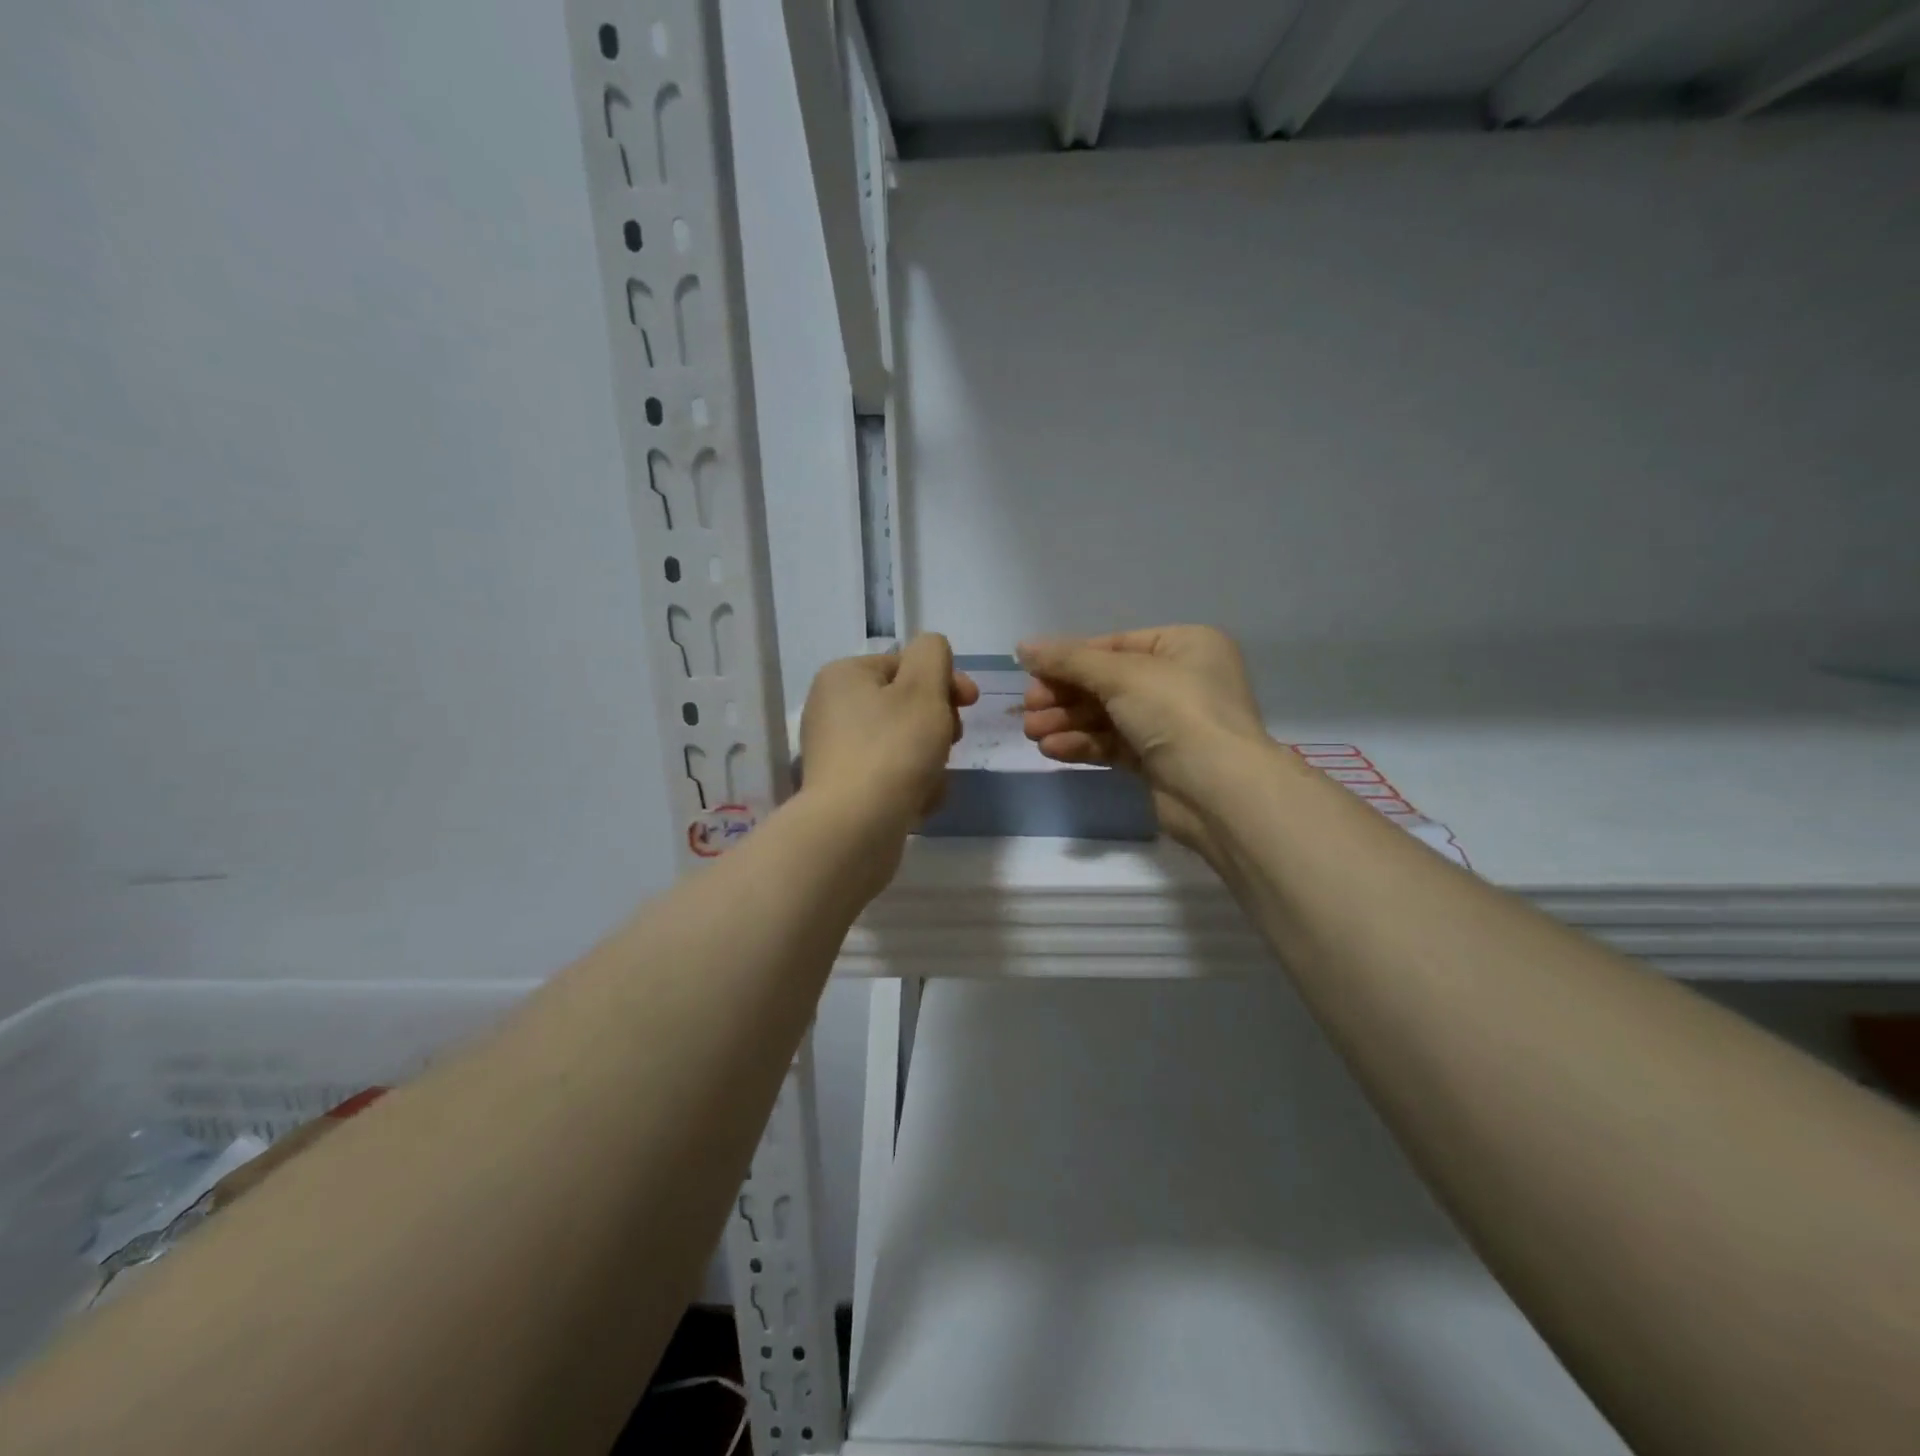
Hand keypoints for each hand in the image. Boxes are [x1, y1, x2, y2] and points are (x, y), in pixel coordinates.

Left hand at [799, 633, 978, 843]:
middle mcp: (832, 709)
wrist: (855, 829)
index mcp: (844, 676)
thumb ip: (933, 654)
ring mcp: (836, 752)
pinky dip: (911, 786)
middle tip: (950, 742)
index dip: (945, 680)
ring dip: (930, 760)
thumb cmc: (894, 749)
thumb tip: (931, 650)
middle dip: (938, 724)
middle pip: (905, 705)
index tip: (971, 703)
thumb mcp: (923, 687)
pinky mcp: (844, 790)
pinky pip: (890, 776)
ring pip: (903, 744)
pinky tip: (920, 804)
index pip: (906, 664)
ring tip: (933, 781)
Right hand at [1018, 626, 1268, 855]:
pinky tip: (1053, 750)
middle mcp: (1181, 680)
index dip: (1070, 659)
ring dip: (1067, 722)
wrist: (1219, 791)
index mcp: (1185, 645)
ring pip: (1107, 716)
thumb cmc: (1177, 712)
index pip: (1115, 645)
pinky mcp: (1159, 762)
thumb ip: (1069, 660)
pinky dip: (1083, 745)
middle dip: (1064, 696)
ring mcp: (1171, 723)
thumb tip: (1023, 646)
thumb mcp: (1121, 675)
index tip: (1030, 673)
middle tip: (1028, 708)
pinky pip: (1114, 744)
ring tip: (1031, 733)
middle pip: (1107, 682)